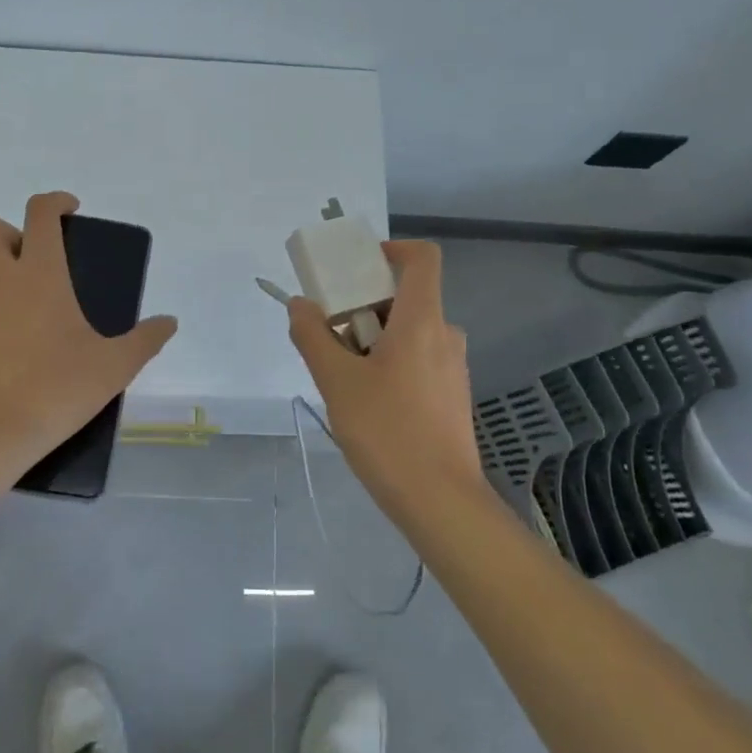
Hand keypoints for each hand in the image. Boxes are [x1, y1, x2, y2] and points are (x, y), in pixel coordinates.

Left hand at [0, 192, 177, 470]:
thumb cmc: (55, 391)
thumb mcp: (113, 368)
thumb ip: (145, 340)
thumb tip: (169, 322)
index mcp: (39, 275)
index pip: (40, 213)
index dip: (55, 201)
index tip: (70, 210)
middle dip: (9, 231)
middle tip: (35, 263)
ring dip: (0, 286)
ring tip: (28, 329)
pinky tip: (4, 360)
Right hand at [286, 239, 483, 513]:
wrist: (441, 502)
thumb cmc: (388, 432)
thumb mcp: (336, 382)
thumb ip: (312, 336)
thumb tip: (299, 304)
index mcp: (422, 320)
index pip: (421, 257)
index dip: (390, 250)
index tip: (355, 268)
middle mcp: (445, 335)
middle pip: (405, 297)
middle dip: (363, 306)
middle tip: (330, 335)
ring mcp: (452, 367)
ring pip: (408, 332)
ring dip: (372, 339)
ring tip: (342, 376)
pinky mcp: (452, 395)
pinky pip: (417, 359)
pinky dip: (390, 363)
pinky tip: (368, 403)